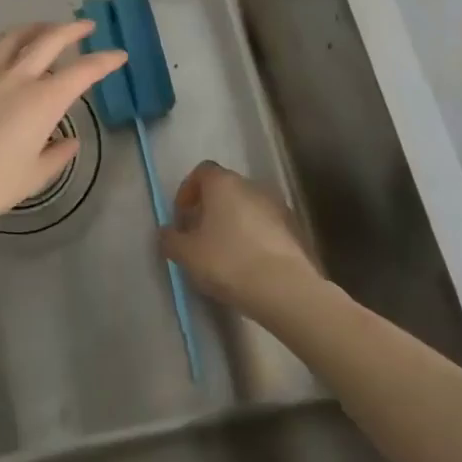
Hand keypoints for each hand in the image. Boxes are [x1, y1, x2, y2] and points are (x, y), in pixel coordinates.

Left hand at [0, 21, 126, 232]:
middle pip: (50, 39)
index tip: (119, 55)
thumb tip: (70, 142)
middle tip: (86, 25)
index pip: (83, 71)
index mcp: (43, 99)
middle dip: (73, 29)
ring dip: (35, 28)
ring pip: (14, 37)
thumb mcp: (33, 177)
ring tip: (44, 29)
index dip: (104, 61)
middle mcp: (17, 75)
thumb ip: (57, 156)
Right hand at [160, 161, 319, 313]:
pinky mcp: (295, 230)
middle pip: (225, 189)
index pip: (201, 172)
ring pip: (247, 208)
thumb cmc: (228, 262)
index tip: (182, 217)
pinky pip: (266, 227)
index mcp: (223, 183)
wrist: (286, 290)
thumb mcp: (187, 254)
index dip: (188, 191)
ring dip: (234, 224)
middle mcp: (251, 185)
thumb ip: (171, 240)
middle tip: (200, 237)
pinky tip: (249, 265)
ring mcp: (277, 206)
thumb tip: (166, 233)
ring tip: (225, 255)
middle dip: (210, 209)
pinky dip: (255, 239)